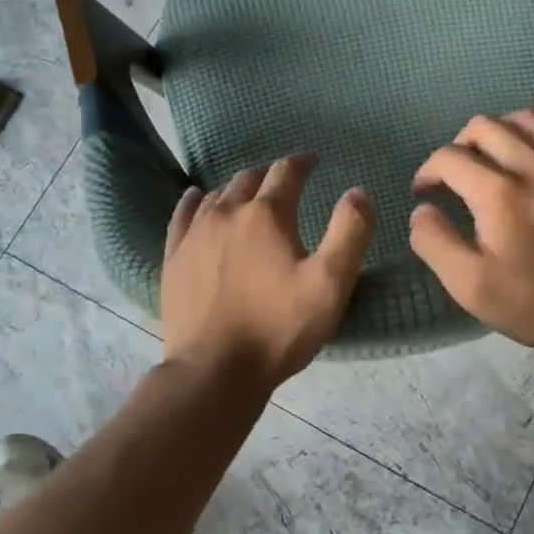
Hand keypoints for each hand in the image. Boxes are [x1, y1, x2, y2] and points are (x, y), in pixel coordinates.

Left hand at [161, 156, 374, 391]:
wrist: (214, 371)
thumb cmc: (278, 328)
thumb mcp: (331, 284)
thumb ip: (350, 232)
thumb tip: (358, 191)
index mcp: (266, 215)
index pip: (286, 172)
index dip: (303, 162)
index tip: (315, 162)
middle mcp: (227, 213)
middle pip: (250, 178)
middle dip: (272, 175)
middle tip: (287, 182)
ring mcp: (195, 234)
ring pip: (219, 195)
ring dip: (239, 188)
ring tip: (252, 194)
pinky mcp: (175, 257)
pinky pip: (183, 215)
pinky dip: (196, 201)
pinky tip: (198, 198)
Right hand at [409, 96, 533, 356]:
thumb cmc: (533, 301)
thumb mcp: (469, 285)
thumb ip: (435, 242)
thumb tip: (422, 211)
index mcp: (497, 192)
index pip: (448, 158)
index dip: (427, 173)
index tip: (424, 195)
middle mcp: (530, 164)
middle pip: (482, 127)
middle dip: (457, 147)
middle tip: (453, 178)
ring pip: (521, 118)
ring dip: (495, 132)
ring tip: (489, 158)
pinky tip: (532, 123)